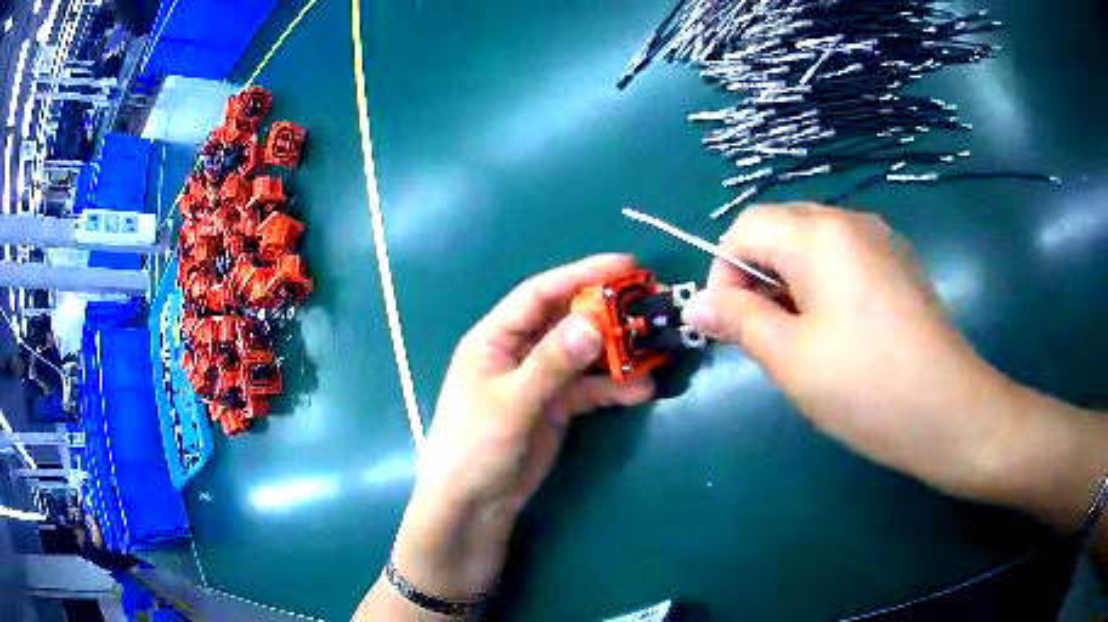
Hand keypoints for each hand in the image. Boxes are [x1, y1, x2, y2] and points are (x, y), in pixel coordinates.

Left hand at [392, 255, 654, 597]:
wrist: (474, 504)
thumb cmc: (476, 446)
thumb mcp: (512, 402)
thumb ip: (551, 364)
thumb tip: (593, 323)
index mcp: (496, 337)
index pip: (542, 292)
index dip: (582, 274)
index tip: (626, 265)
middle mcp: (520, 351)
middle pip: (568, 319)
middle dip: (607, 312)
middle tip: (649, 305)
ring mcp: (540, 379)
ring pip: (584, 354)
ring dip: (617, 352)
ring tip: (655, 350)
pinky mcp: (556, 407)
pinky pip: (589, 388)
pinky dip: (614, 387)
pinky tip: (643, 390)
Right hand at [680, 204, 1022, 501]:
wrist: (950, 412)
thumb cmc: (867, 386)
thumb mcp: (790, 358)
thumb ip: (739, 321)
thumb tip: (696, 304)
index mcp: (820, 234)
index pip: (747, 228)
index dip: (723, 272)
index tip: (726, 325)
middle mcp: (851, 222)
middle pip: (782, 232)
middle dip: (758, 279)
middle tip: (762, 338)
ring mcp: (882, 243)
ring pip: (814, 249)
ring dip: (791, 287)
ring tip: (800, 344)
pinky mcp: (900, 268)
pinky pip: (846, 263)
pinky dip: (824, 290)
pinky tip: (839, 338)